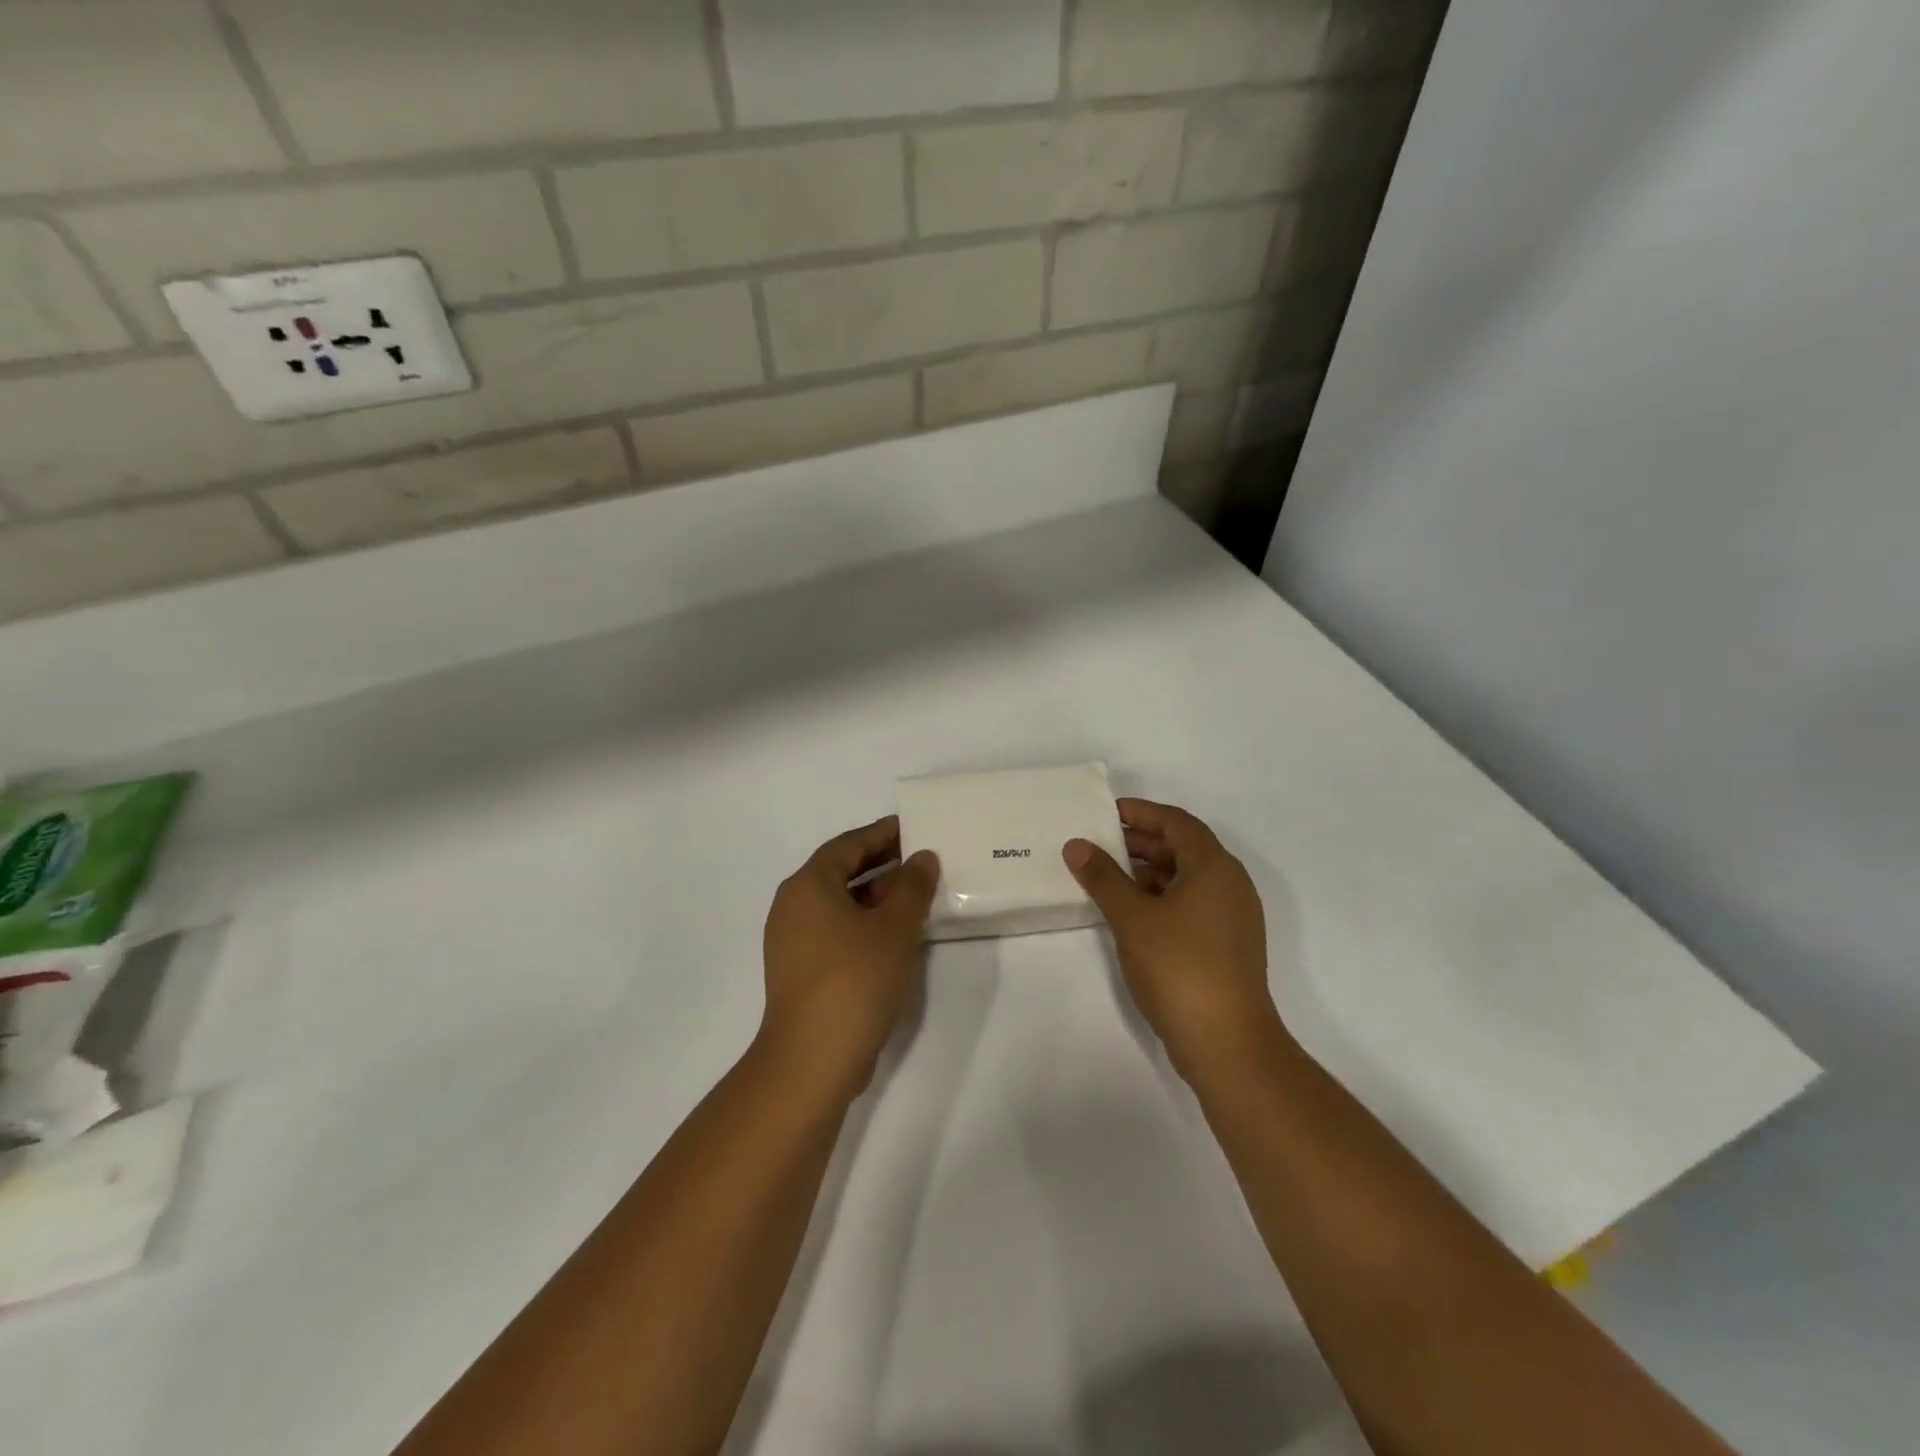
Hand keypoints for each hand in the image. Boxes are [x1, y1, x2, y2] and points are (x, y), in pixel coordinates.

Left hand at [760, 816, 938, 1099]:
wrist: (812, 1060)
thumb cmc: (854, 980)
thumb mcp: (894, 928)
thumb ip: (912, 887)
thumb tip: (922, 859)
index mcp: (808, 886)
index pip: (848, 845)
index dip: (882, 834)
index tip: (913, 828)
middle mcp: (793, 907)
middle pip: (840, 872)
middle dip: (881, 864)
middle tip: (921, 858)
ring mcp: (792, 942)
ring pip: (839, 905)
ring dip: (876, 896)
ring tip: (916, 895)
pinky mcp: (801, 972)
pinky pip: (835, 931)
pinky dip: (864, 923)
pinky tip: (896, 935)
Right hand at [1064, 798, 1285, 1079]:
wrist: (1227, 1042)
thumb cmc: (1179, 967)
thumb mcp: (1132, 917)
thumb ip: (1103, 877)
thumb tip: (1076, 845)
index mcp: (1214, 867)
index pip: (1176, 822)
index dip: (1141, 812)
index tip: (1106, 811)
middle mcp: (1229, 885)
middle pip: (1184, 848)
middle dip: (1142, 842)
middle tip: (1100, 843)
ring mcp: (1232, 917)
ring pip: (1187, 878)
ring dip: (1149, 871)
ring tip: (1108, 876)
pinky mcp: (1226, 945)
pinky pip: (1191, 904)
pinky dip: (1161, 898)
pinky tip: (1131, 912)